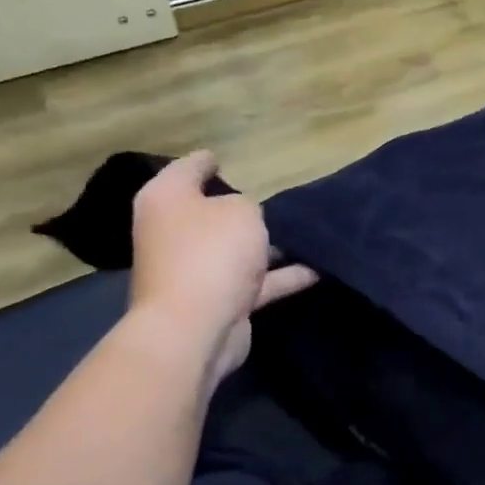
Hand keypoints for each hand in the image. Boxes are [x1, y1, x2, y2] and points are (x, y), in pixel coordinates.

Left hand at [128, 150, 316, 377]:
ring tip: (303, 234)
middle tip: (272, 197)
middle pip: (210, 212)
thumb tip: (244, 219)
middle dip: (240, 208)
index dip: (206, 161)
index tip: (222, 157)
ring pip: (235, 249)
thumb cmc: (211, 253)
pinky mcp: (218, 300)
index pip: (187, 169)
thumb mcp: (241, 211)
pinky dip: (283, 276)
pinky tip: (317, 268)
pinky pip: (256, 281)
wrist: (195, 327)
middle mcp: (174, 232)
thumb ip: (248, 206)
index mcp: (167, 200)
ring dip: (266, 246)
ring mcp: (194, 269)